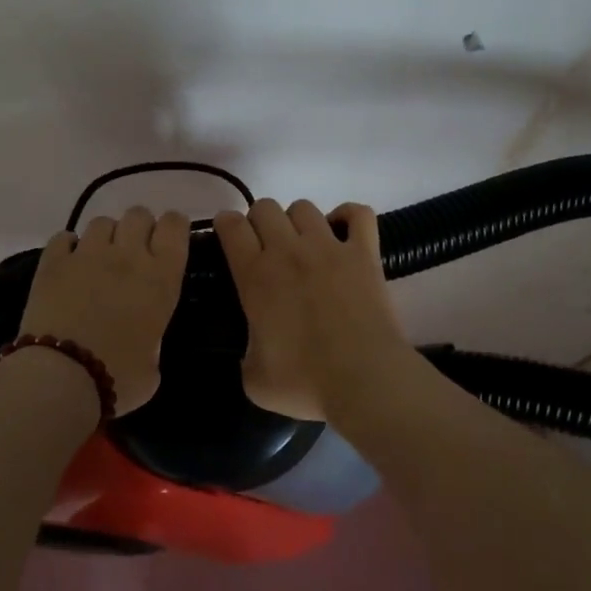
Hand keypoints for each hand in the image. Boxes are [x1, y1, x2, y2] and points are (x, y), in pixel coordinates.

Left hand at [19, 206, 191, 415]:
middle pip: (138, 215)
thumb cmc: (117, 378)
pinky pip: (64, 237)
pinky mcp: (52, 262)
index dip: (173, 227)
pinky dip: (69, 246)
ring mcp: (87, 255)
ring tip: (99, 260)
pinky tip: (68, 264)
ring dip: (105, 237)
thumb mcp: (154, 366)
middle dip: (139, 228)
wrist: (60, 378)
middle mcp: (128, 256)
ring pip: (102, 222)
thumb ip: (153, 339)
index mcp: (161, 278)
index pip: (174, 226)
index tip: (169, 240)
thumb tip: (144, 340)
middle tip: (134, 253)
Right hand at [212, 199, 407, 421]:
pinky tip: (343, 233)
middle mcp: (288, 251)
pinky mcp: (364, 253)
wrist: (364, 380)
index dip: (225, 225)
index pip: (231, 227)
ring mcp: (329, 247)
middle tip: (266, 248)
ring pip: (304, 207)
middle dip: (259, 222)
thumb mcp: (254, 379)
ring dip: (297, 221)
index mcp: (256, 277)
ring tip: (303, 245)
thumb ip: (246, 352)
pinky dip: (348, 216)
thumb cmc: (305, 383)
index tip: (228, 236)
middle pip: (265, 207)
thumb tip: (253, 349)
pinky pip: (358, 213)